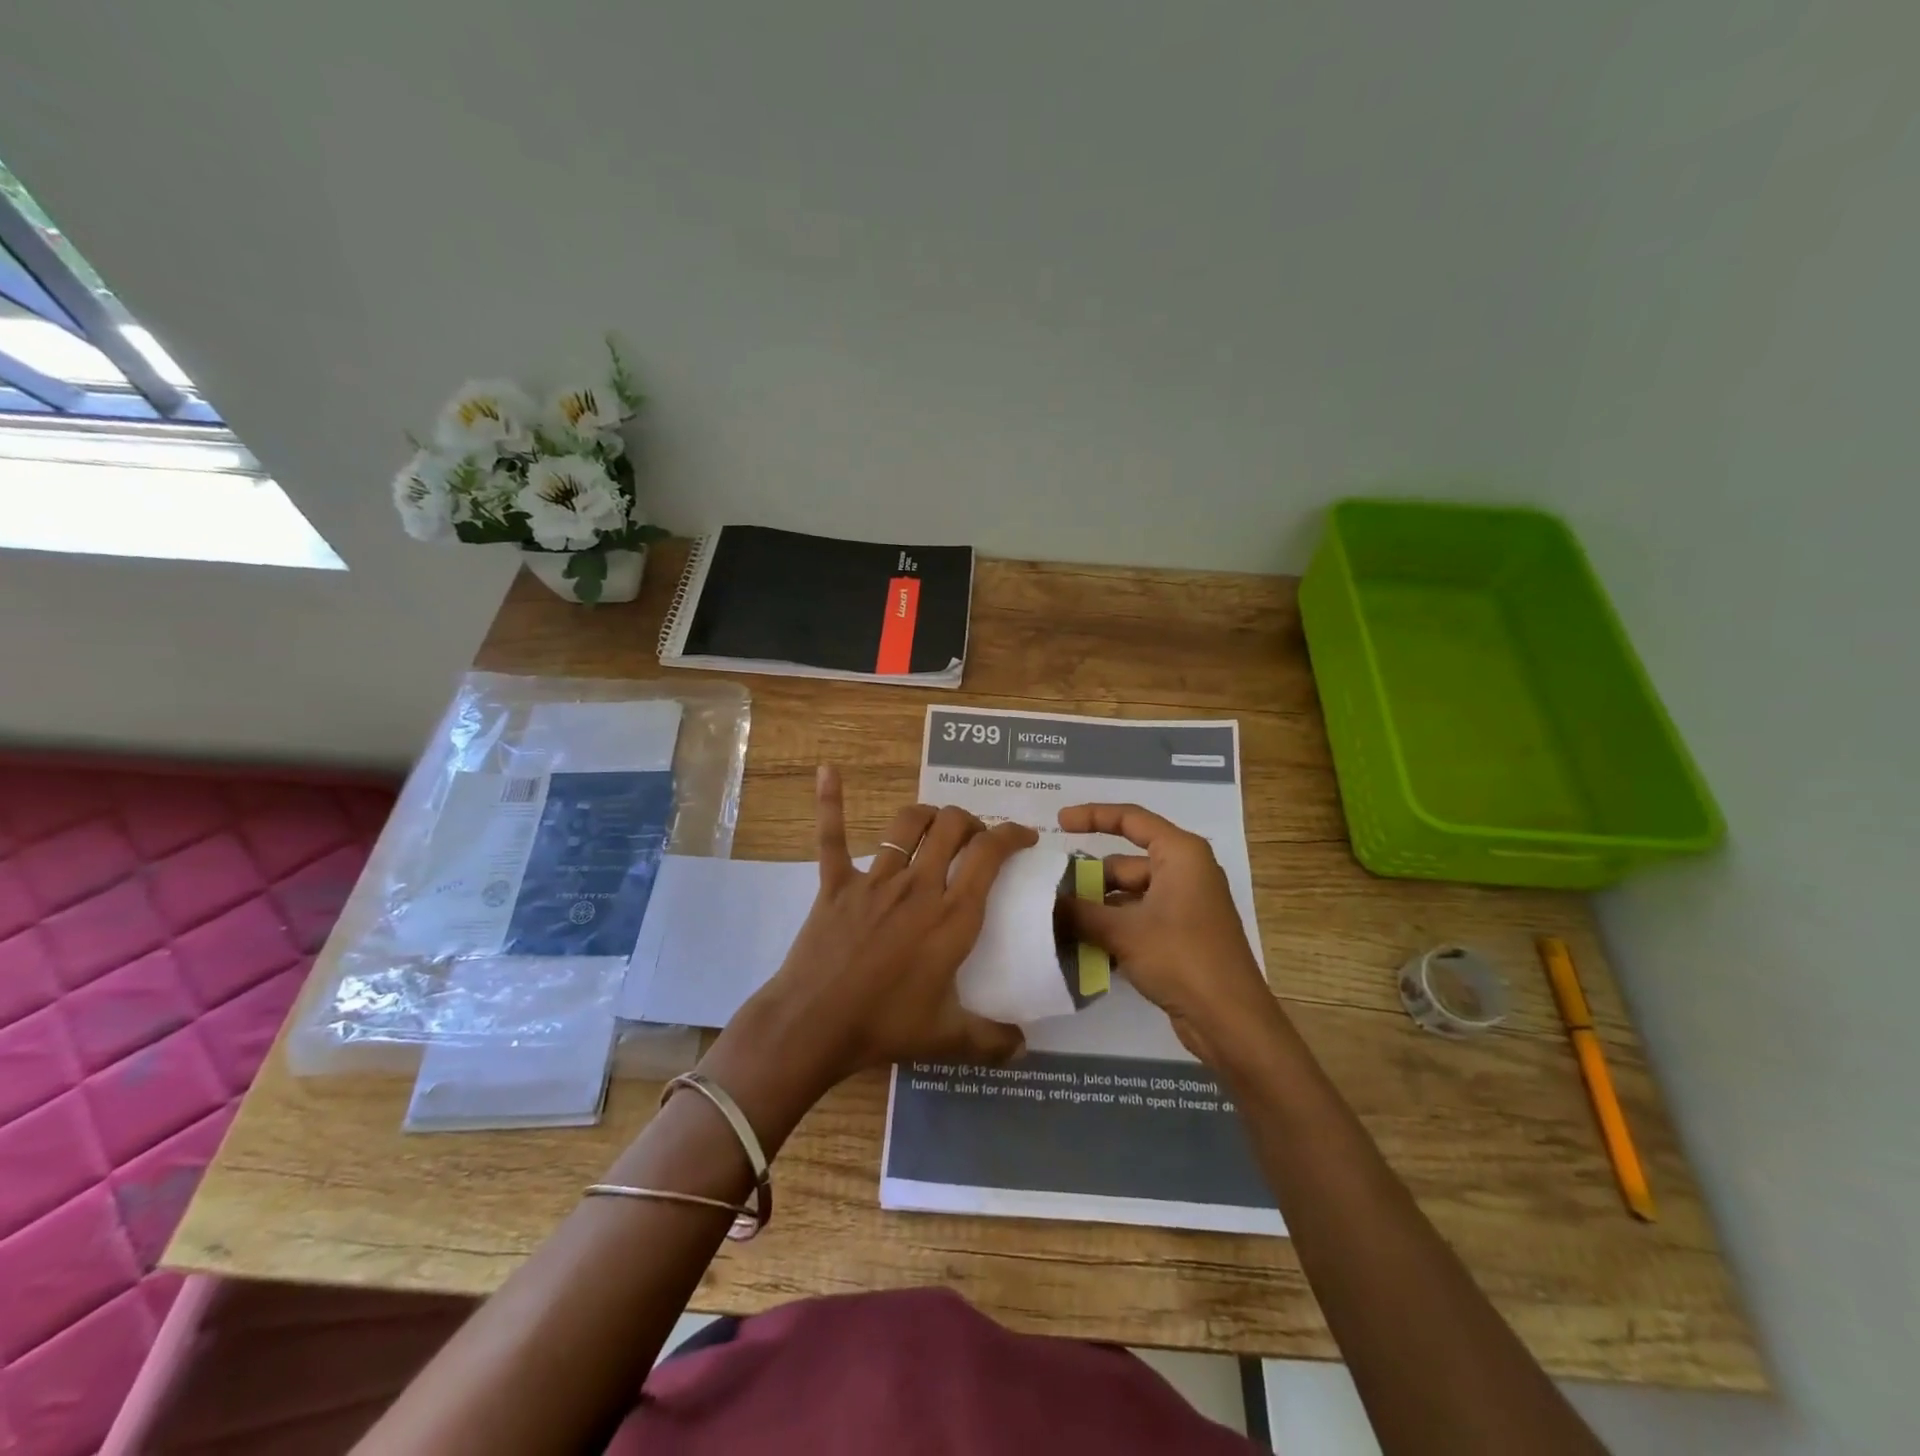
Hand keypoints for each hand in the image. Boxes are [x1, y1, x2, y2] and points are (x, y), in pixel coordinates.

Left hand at [735, 767, 1034, 1094]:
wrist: (813, 1026)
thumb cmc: (885, 1026)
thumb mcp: (948, 1039)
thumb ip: (993, 1040)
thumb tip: (1025, 1045)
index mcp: (952, 916)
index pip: (990, 855)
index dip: (1011, 834)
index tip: (1024, 835)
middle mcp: (918, 886)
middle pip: (952, 826)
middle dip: (972, 821)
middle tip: (976, 838)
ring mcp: (875, 880)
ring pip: (907, 824)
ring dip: (928, 815)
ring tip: (937, 824)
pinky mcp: (836, 883)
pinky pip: (832, 837)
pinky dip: (831, 802)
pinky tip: (828, 770)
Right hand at [1057, 802, 1280, 1064]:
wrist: (1229, 1021)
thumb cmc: (1182, 958)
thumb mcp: (1123, 932)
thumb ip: (1079, 913)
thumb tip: (1045, 903)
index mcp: (1180, 854)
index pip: (1131, 819)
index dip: (1092, 816)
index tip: (1058, 823)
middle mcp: (1185, 872)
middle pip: (1124, 864)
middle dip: (1087, 879)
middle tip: (1047, 893)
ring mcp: (1184, 905)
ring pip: (1128, 895)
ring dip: (1096, 909)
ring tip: (1055, 922)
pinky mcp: (1181, 935)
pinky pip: (1138, 919)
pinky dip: (1113, 928)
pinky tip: (1081, 947)